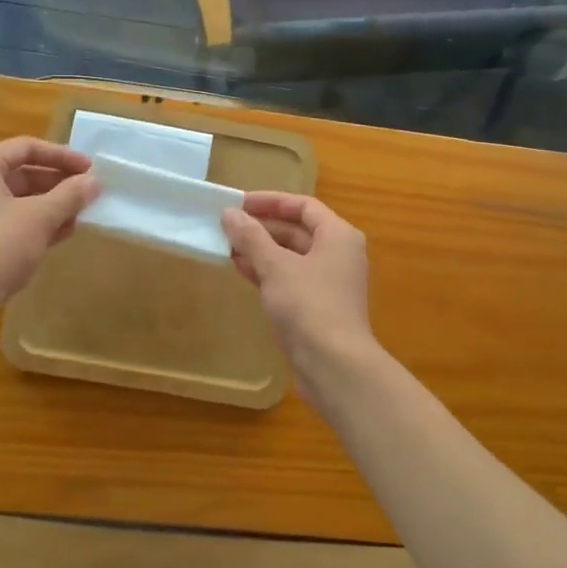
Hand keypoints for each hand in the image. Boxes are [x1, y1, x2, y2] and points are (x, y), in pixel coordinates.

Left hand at [0, 137, 99, 320]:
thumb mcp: (40, 217)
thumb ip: (70, 195)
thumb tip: (94, 182)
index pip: (27, 147)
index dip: (63, 156)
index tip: (91, 170)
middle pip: (21, 172)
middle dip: (58, 183)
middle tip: (88, 194)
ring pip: (16, 199)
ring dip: (50, 205)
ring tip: (80, 215)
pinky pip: (8, 221)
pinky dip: (34, 224)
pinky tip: (60, 234)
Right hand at [222, 192, 373, 371]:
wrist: (334, 365)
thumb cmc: (309, 306)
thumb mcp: (275, 267)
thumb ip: (251, 237)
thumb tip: (230, 214)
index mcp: (338, 236)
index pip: (303, 206)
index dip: (271, 201)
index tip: (239, 203)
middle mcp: (338, 254)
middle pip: (298, 231)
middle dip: (262, 228)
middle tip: (228, 226)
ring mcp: (329, 283)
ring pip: (292, 257)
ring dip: (261, 251)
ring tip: (227, 247)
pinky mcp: (318, 307)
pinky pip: (290, 279)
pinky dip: (268, 272)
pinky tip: (242, 270)